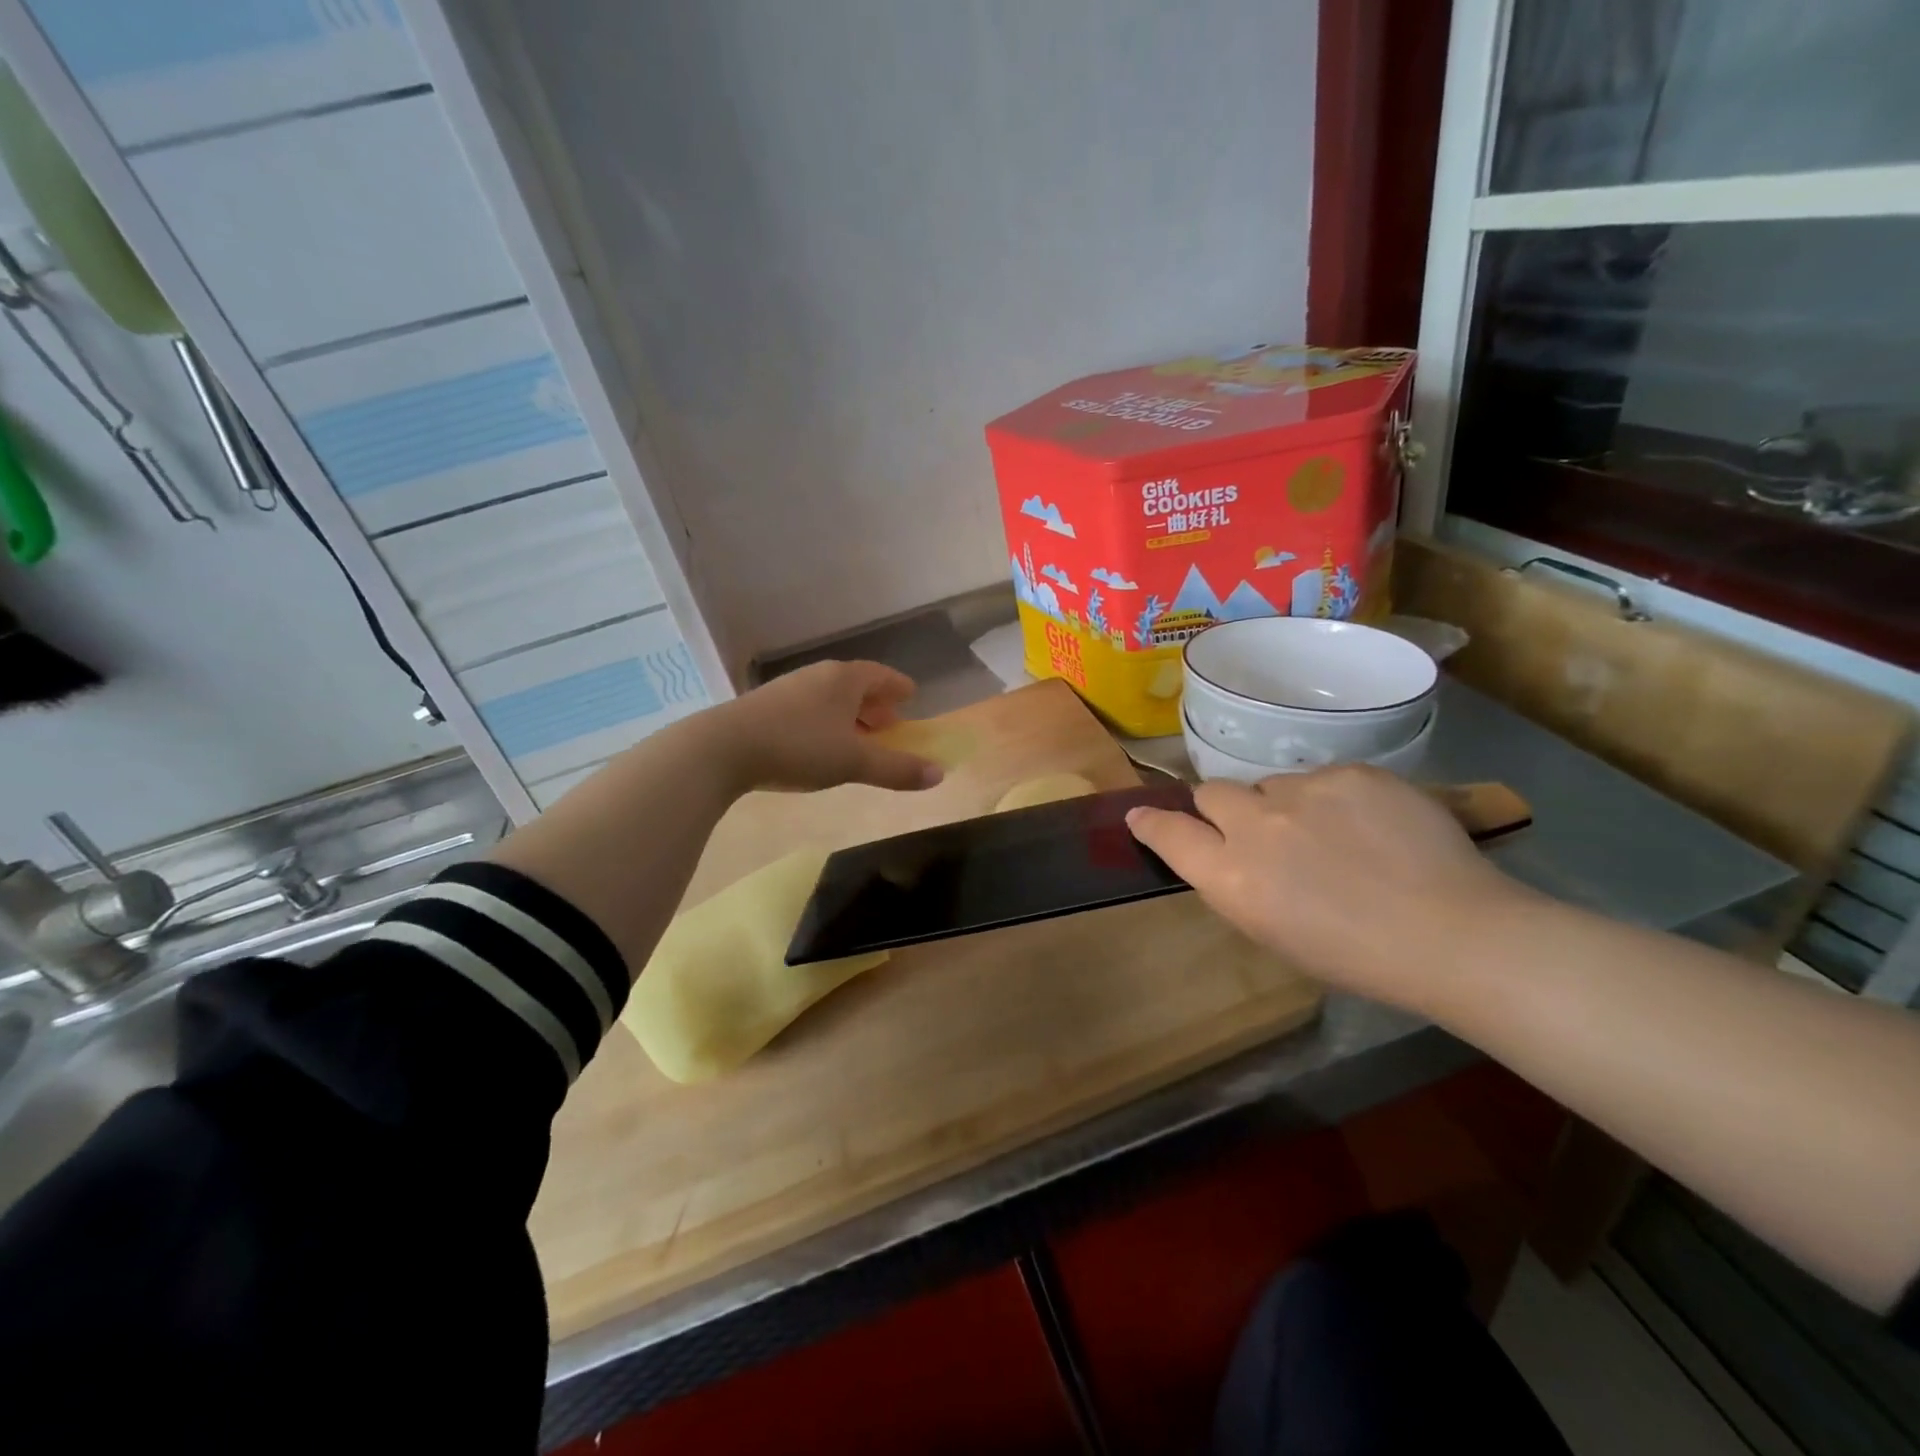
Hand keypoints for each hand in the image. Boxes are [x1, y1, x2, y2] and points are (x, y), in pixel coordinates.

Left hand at [713, 660, 944, 793]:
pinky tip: (820, 744)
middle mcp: (818, 676)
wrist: (722, 748)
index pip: (881, 675)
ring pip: (830, 697)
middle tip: (889, 725)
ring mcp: (788, 689)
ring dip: (849, 714)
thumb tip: (939, 774)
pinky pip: (809, 708)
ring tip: (857, 738)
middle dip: (875, 704)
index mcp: (844, 679)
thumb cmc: (798, 747)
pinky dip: (826, 721)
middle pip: (856, 685)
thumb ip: (897, 769)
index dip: (899, 687)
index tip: (912, 697)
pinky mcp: (766, 706)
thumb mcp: (853, 762)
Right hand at [1126, 766, 1526, 1010]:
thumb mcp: (1273, 933)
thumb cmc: (1357, 957)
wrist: (1454, 934)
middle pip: (1211, 793)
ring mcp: (1304, 792)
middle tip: (1256, 830)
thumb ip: (1236, 884)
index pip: (1168, 833)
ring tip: (1331, 835)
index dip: (1151, 822)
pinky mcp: (1351, 772)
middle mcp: (1256, 826)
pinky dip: (1332, 799)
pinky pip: (1322, 777)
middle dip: (1221, 808)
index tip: (1142, 815)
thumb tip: (1221, 854)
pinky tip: (1369, 826)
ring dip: (1284, 805)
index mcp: (1233, 878)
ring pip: (1271, 784)